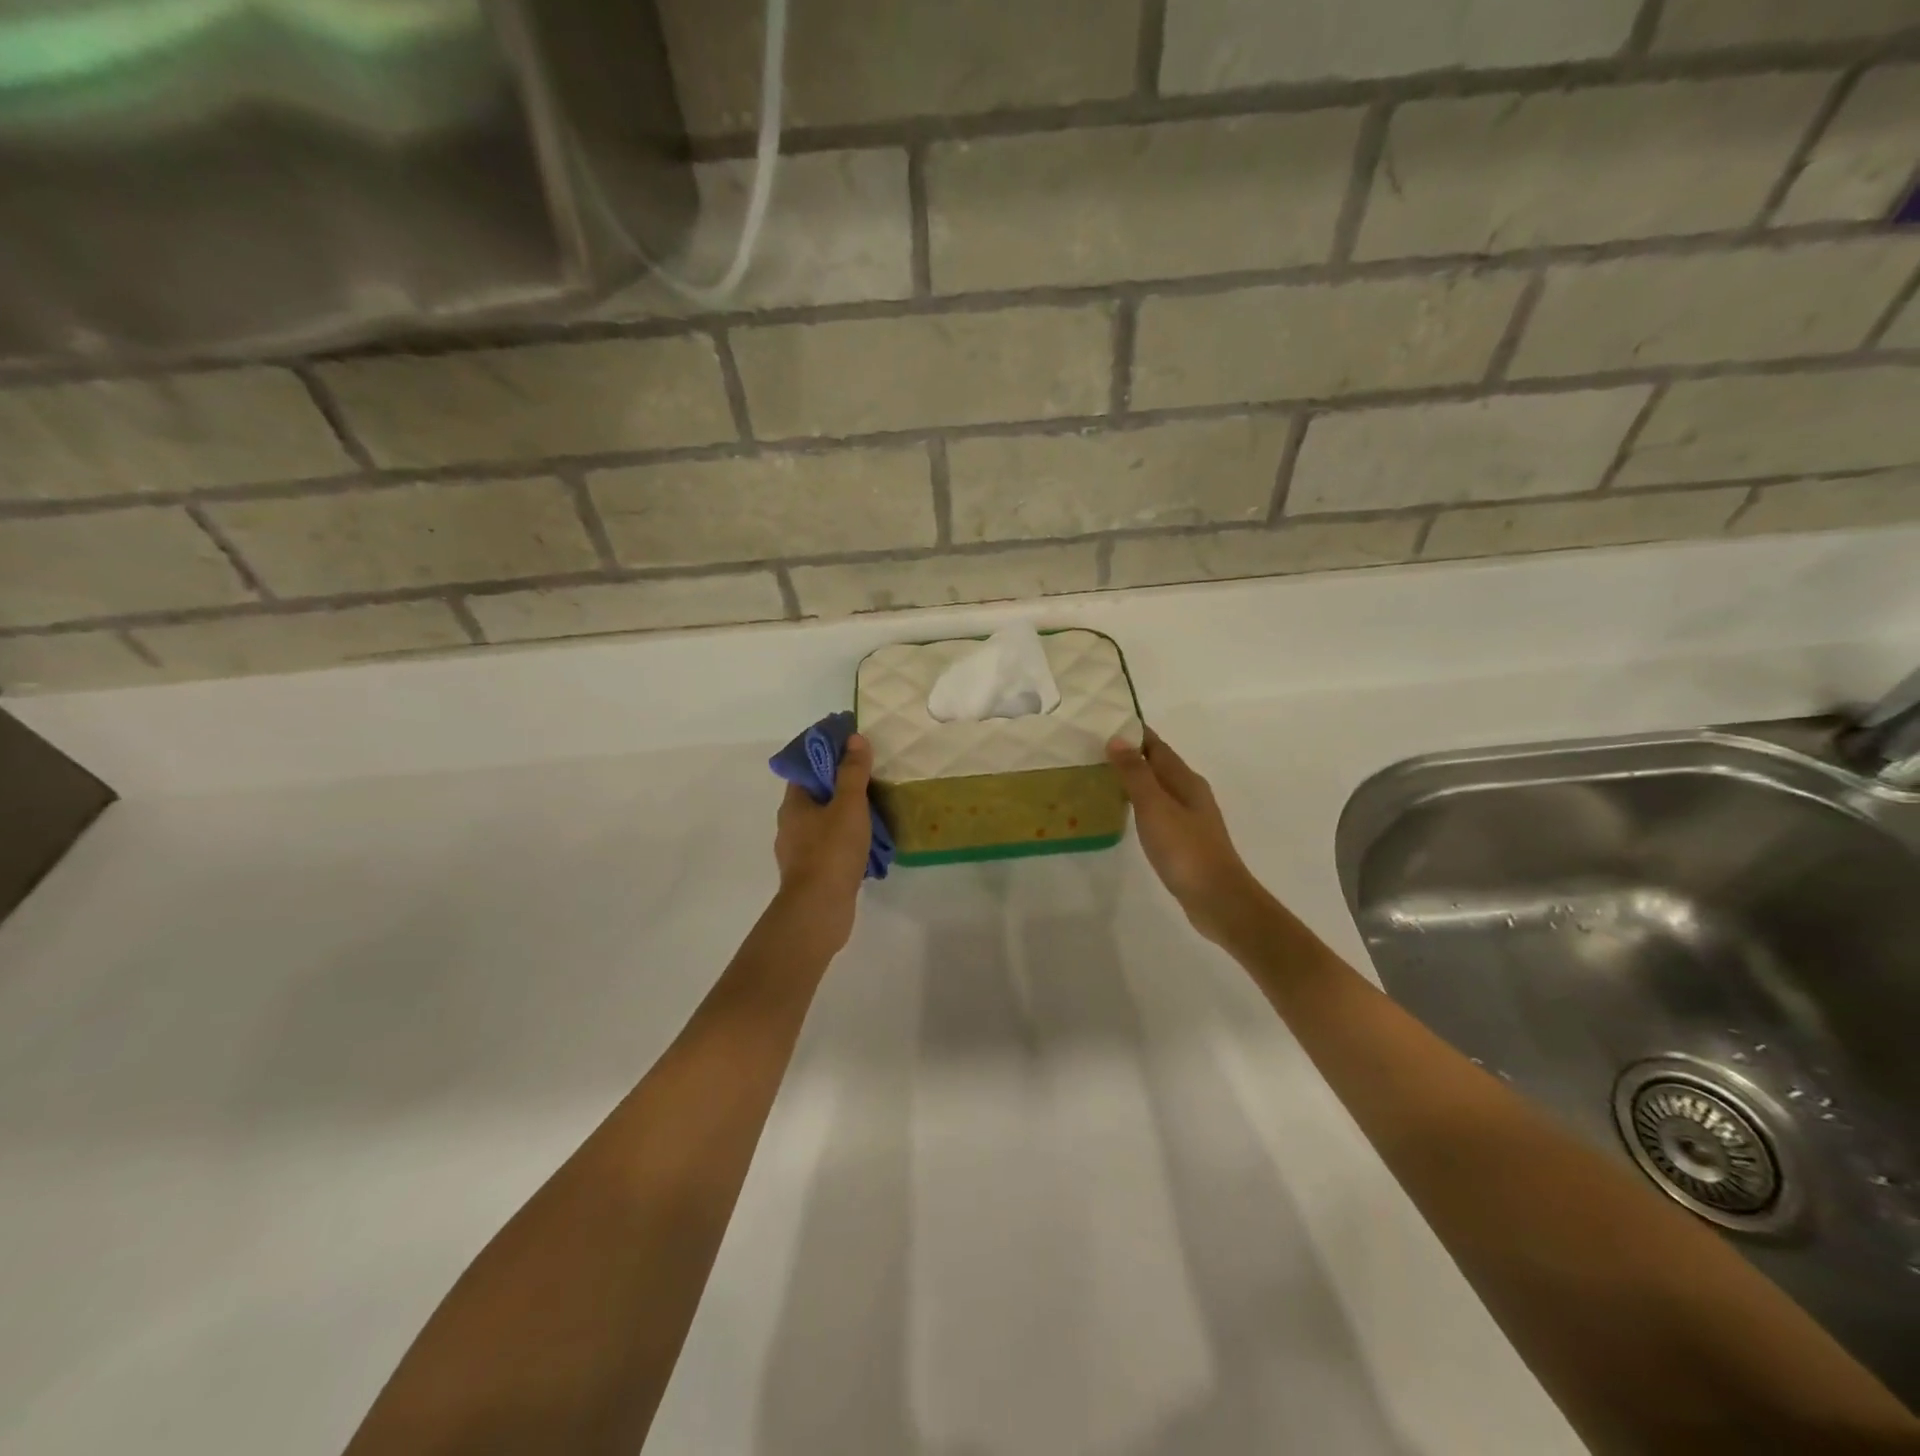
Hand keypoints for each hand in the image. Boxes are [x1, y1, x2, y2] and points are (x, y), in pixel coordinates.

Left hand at [773, 733, 874, 951]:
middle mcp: (791, 824)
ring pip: (824, 822)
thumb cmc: (831, 851)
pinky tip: (868, 843)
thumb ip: (853, 772)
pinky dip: (847, 840)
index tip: (853, 749)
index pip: (806, 768)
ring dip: (846, 815)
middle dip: (841, 786)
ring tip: (875, 811)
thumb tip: (854, 739)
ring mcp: (799, 851)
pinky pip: (830, 846)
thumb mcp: (848, 805)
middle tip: (871, 778)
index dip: (828, 755)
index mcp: (793, 803)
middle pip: (816, 795)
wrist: (819, 909)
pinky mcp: (812, 873)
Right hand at [1108, 730, 1267, 944]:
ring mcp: (1190, 818)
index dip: (1133, 733)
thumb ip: (1136, 773)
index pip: (1157, 746)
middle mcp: (1190, 793)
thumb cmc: (1185, 849)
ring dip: (1134, 779)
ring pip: (1158, 788)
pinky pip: (1158, 810)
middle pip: (1158, 765)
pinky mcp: (1184, 840)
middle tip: (1093, 750)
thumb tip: (1117, 739)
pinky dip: (1140, 803)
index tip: (1104, 723)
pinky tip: (1125, 812)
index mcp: (1186, 780)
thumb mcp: (1155, 807)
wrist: (1217, 899)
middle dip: (1130, 754)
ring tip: (1101, 776)